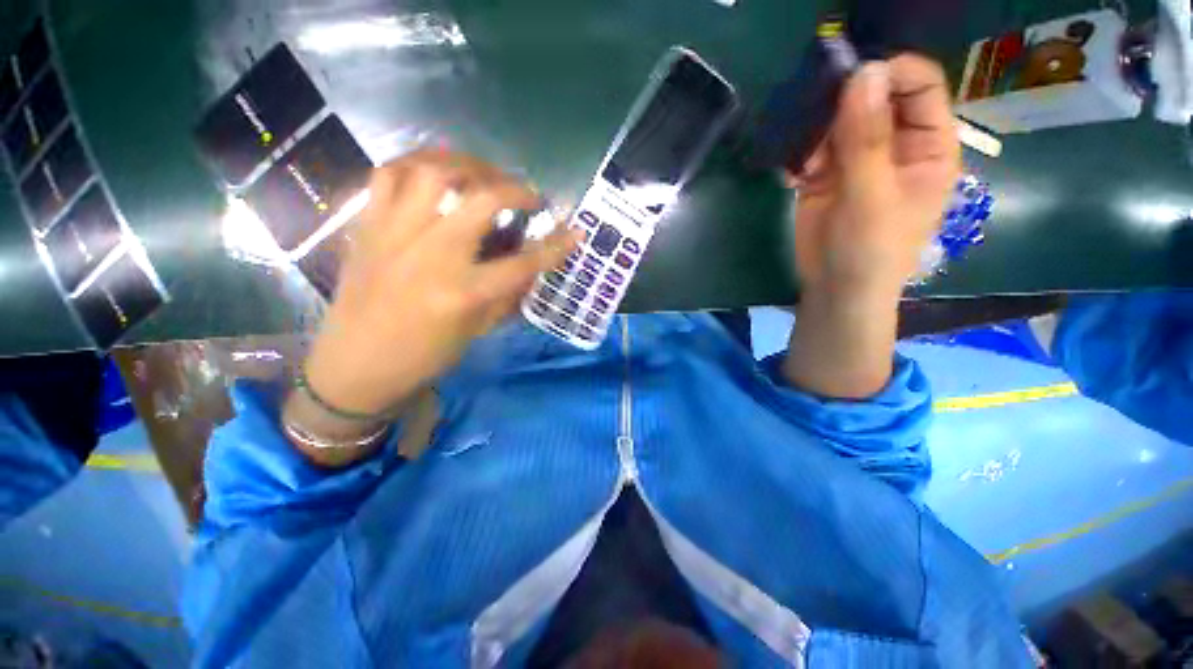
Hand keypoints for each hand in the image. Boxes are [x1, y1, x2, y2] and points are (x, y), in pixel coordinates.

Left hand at [302, 150, 578, 417]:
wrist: (356, 364)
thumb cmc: (425, 356)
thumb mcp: (477, 331)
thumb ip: (508, 294)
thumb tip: (532, 266)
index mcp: (465, 291)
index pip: (525, 261)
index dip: (557, 245)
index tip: (576, 231)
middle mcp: (433, 254)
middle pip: (484, 199)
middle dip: (516, 188)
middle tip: (527, 194)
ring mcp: (396, 233)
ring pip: (434, 171)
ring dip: (469, 164)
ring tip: (484, 174)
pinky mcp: (368, 225)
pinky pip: (389, 173)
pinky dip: (417, 163)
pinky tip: (435, 172)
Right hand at [791, 55, 959, 301]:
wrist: (835, 290)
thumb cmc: (870, 251)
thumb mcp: (873, 196)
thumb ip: (867, 140)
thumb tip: (864, 73)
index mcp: (927, 145)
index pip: (919, 86)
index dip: (890, 74)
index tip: (850, 80)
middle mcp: (894, 145)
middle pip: (873, 98)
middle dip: (843, 103)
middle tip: (813, 117)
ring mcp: (856, 160)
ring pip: (837, 121)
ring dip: (814, 133)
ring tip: (803, 161)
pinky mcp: (825, 176)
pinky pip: (811, 150)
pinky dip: (798, 158)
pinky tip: (793, 178)